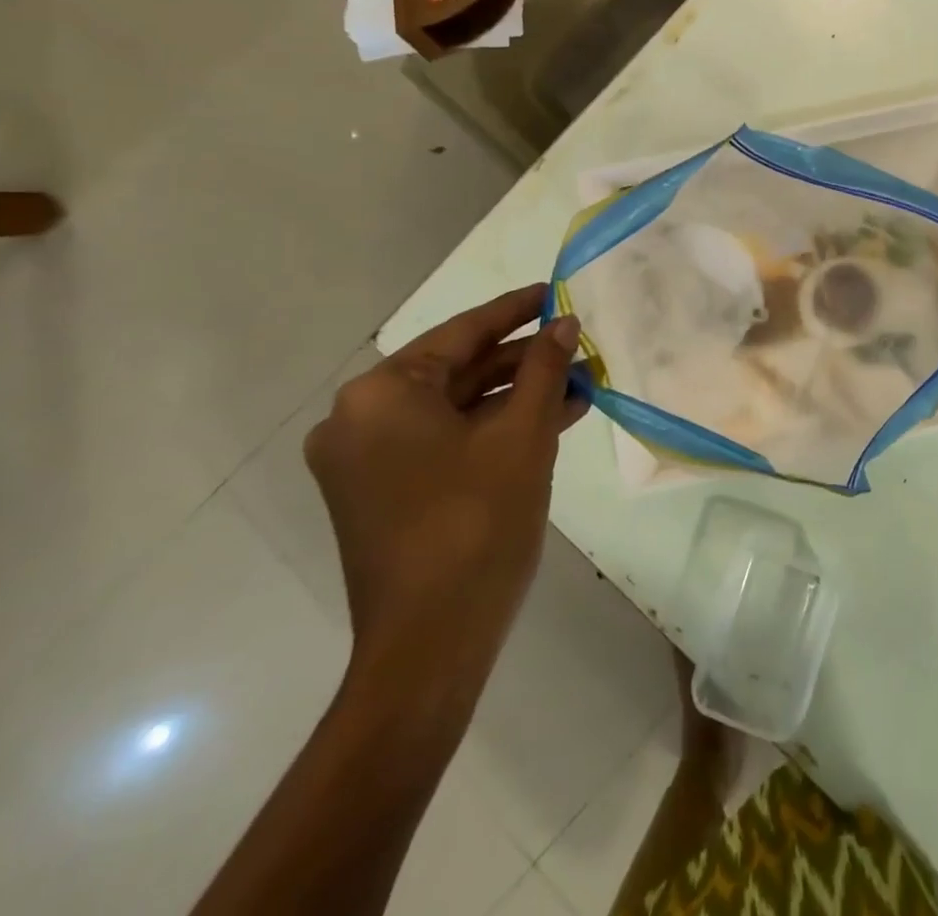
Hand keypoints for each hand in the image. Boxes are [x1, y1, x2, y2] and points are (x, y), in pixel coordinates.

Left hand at [305, 284, 586, 691]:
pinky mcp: (381, 493)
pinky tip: (550, 422)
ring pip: (454, 409)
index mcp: (382, 394)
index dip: (515, 311)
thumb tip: (564, 323)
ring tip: (577, 386)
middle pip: (456, 371)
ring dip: (514, 398)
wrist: (431, 645)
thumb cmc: (476, 523)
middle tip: (576, 347)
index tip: (554, 292)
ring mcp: (366, 460)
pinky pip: (443, 442)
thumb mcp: (522, 435)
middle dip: (522, 361)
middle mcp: (359, 419)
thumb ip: (543, 369)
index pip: (461, 333)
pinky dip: (491, 431)